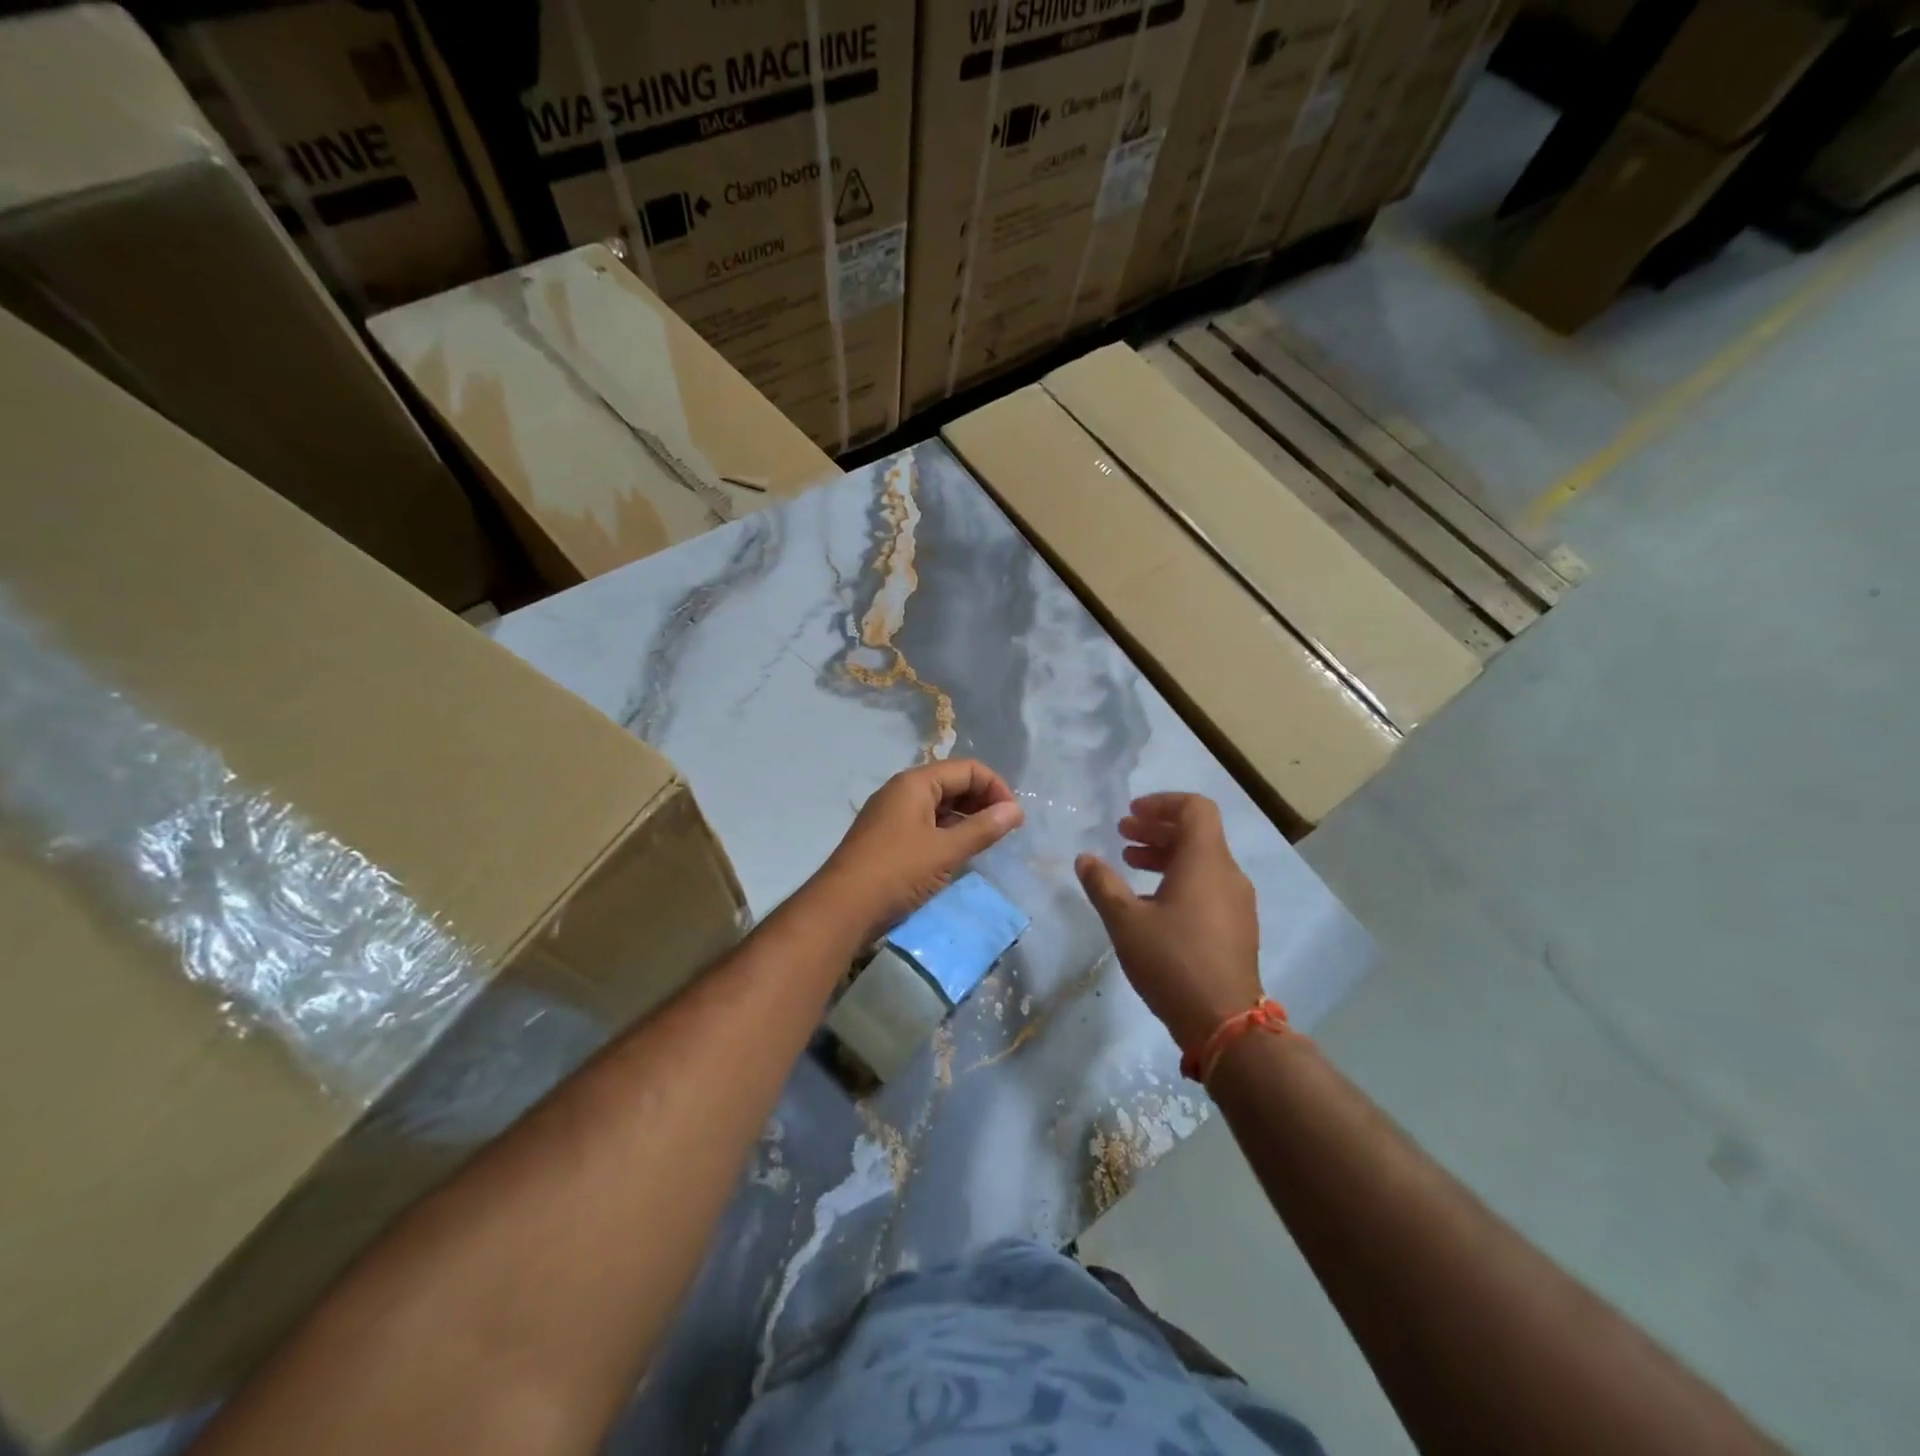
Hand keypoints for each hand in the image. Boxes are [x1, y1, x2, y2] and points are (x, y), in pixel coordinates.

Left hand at [811, 759, 1024, 941]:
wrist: (842, 908)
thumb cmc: (897, 872)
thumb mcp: (946, 850)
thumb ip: (983, 828)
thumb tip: (1015, 810)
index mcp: (915, 783)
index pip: (967, 769)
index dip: (996, 788)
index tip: (1014, 818)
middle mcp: (902, 791)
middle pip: (952, 783)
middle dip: (982, 801)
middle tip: (1004, 830)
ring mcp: (892, 815)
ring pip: (939, 805)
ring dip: (966, 818)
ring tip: (986, 842)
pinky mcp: (887, 838)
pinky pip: (926, 824)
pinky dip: (947, 832)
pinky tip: (959, 853)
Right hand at [1076, 793, 1261, 1051]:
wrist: (1225, 1022)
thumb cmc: (1172, 961)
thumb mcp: (1125, 921)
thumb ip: (1103, 884)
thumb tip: (1085, 859)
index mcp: (1205, 861)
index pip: (1195, 808)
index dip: (1162, 803)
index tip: (1131, 813)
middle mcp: (1227, 874)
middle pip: (1196, 833)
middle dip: (1157, 829)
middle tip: (1123, 835)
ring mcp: (1237, 902)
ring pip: (1202, 861)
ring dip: (1166, 855)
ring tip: (1130, 865)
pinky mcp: (1237, 927)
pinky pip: (1208, 885)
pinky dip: (1180, 879)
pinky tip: (1151, 903)